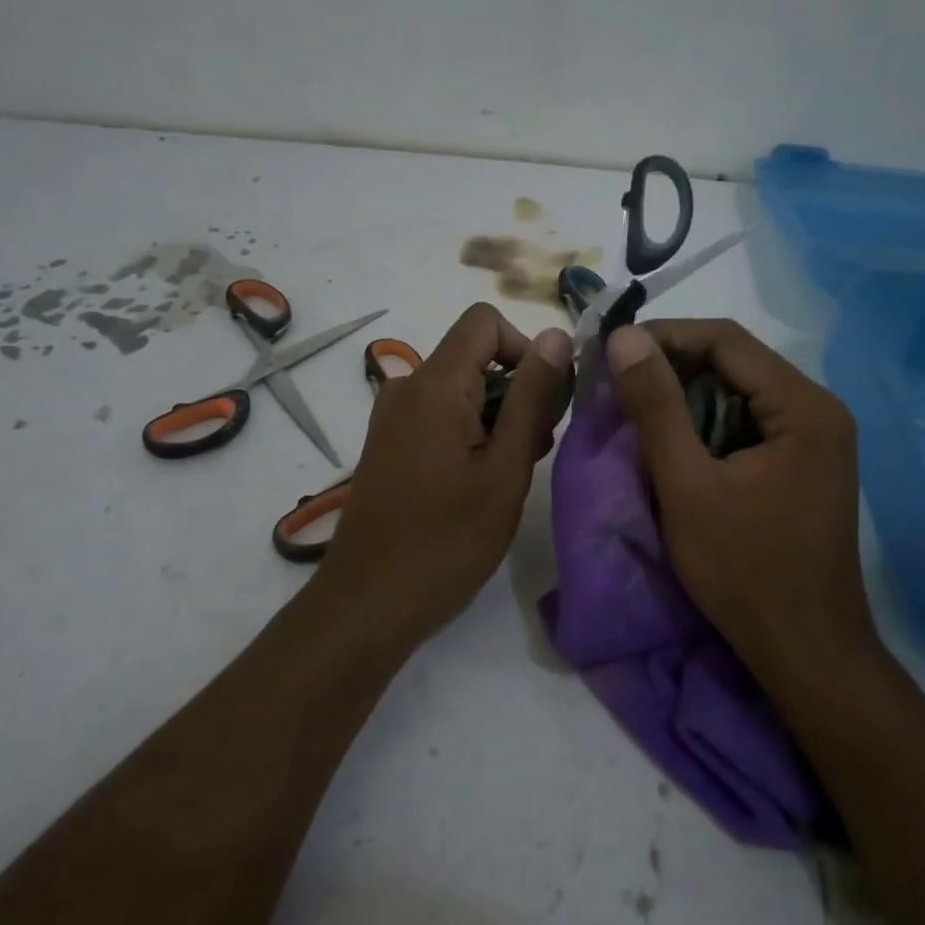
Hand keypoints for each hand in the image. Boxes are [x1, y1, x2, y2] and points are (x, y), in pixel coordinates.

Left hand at [317, 304, 573, 644]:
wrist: (368, 603)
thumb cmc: (446, 541)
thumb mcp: (505, 469)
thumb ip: (533, 398)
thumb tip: (555, 335)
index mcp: (434, 385)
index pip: (484, 322)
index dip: (525, 348)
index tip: (545, 399)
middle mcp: (406, 388)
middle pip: (475, 356)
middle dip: (517, 390)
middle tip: (536, 449)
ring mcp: (393, 417)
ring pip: (461, 388)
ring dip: (498, 416)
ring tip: (512, 472)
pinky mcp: (390, 443)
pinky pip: (440, 414)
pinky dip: (472, 432)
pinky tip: (483, 481)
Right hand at [603, 320, 874, 673]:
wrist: (806, 653)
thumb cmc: (745, 570)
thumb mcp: (687, 485)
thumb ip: (656, 406)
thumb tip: (624, 338)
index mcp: (803, 406)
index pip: (726, 340)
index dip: (664, 336)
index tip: (611, 352)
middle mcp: (819, 410)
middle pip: (735, 363)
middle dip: (672, 367)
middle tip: (615, 383)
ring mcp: (816, 440)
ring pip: (738, 393)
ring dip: (685, 397)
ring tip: (635, 411)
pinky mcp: (803, 465)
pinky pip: (748, 424)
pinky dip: (706, 425)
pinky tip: (673, 444)